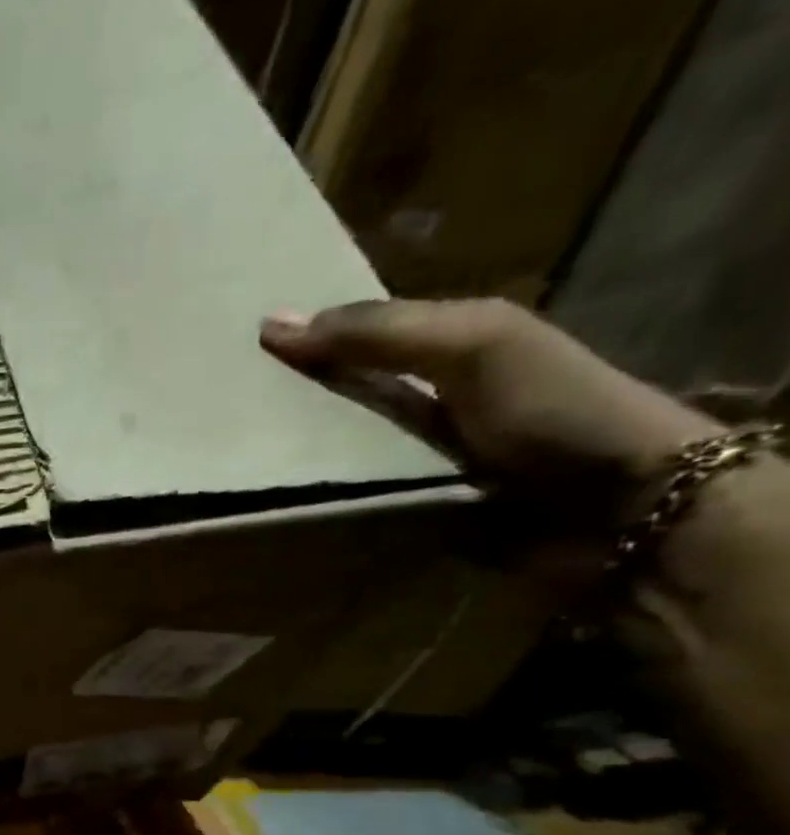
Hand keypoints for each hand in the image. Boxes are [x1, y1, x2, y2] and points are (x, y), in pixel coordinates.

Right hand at [260, 298, 719, 531]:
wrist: (617, 508)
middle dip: (282, 402)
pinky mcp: (400, 510)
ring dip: (288, 458)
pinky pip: (343, 499)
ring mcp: (408, 460)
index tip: (232, 349)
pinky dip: (311, 500)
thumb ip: (379, 332)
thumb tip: (272, 324)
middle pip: (334, 397)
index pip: (353, 336)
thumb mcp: (471, 345)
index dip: (300, 338)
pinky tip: (267, 502)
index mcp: (442, 346)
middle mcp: (420, 400)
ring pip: (330, 452)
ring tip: (227, 458)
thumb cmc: (550, 407)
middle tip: (216, 409)